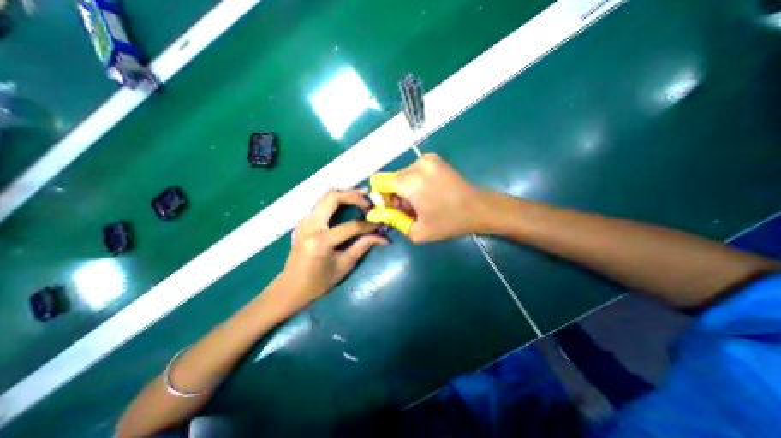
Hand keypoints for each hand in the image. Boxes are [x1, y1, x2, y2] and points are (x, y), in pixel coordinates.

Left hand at [283, 190, 389, 306]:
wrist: (290, 288)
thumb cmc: (318, 282)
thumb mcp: (344, 266)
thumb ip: (362, 247)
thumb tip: (382, 238)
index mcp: (320, 241)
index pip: (351, 226)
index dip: (368, 225)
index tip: (379, 224)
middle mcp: (310, 226)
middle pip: (333, 198)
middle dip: (354, 195)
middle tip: (369, 200)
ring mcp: (304, 221)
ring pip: (325, 197)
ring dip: (345, 195)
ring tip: (361, 198)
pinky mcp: (303, 222)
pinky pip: (321, 204)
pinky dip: (336, 201)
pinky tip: (347, 206)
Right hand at [372, 154, 485, 242]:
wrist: (479, 208)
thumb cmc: (449, 223)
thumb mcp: (417, 231)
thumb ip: (392, 221)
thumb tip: (375, 213)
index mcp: (411, 182)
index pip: (379, 183)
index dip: (381, 198)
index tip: (392, 210)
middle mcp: (417, 164)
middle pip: (391, 179)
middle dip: (394, 196)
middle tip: (409, 211)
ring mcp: (427, 159)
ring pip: (402, 176)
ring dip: (405, 190)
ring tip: (420, 204)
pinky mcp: (434, 159)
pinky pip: (413, 171)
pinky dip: (414, 183)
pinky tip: (427, 194)